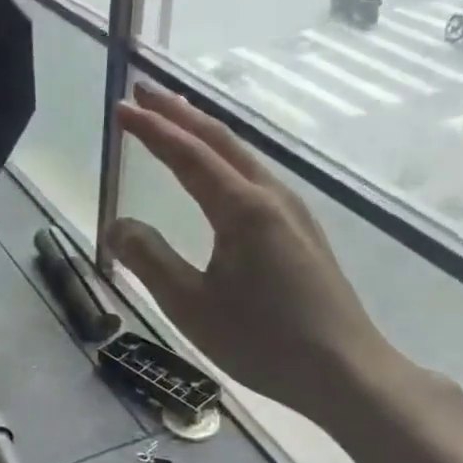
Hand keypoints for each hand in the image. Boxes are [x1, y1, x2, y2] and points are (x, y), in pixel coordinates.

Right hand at [105, 83, 421, 430]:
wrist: (346, 371)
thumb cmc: (262, 341)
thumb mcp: (190, 305)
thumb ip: (149, 259)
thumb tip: (116, 224)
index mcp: (242, 209)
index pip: (187, 155)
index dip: (151, 129)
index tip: (120, 107)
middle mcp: (270, 197)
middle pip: (220, 140)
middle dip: (179, 112)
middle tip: (143, 90)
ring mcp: (292, 212)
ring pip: (241, 155)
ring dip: (203, 131)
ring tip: (174, 117)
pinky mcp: (301, 231)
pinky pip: (254, 176)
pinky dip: (224, 158)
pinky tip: (217, 169)